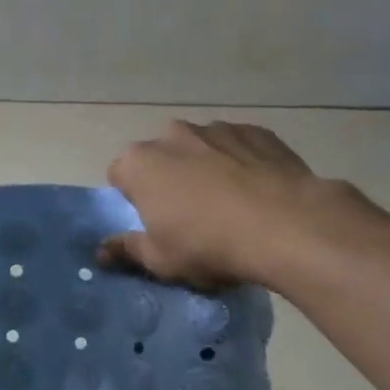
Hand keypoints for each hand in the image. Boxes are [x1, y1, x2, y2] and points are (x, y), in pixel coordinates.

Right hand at [104, 120, 346, 289]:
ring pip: (200, 148)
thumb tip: (101, 251)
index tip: (153, 222)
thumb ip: (127, 250)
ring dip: (205, 167)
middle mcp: (172, 135)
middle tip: (190, 214)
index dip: (133, 199)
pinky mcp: (257, 131)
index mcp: (139, 163)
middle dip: (169, 177)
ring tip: (231, 203)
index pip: (120, 175)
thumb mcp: (161, 261)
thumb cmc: (209, 245)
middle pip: (161, 156)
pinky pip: (239, 146)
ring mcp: (216, 129)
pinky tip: (259, 191)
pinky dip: (242, 162)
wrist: (287, 226)